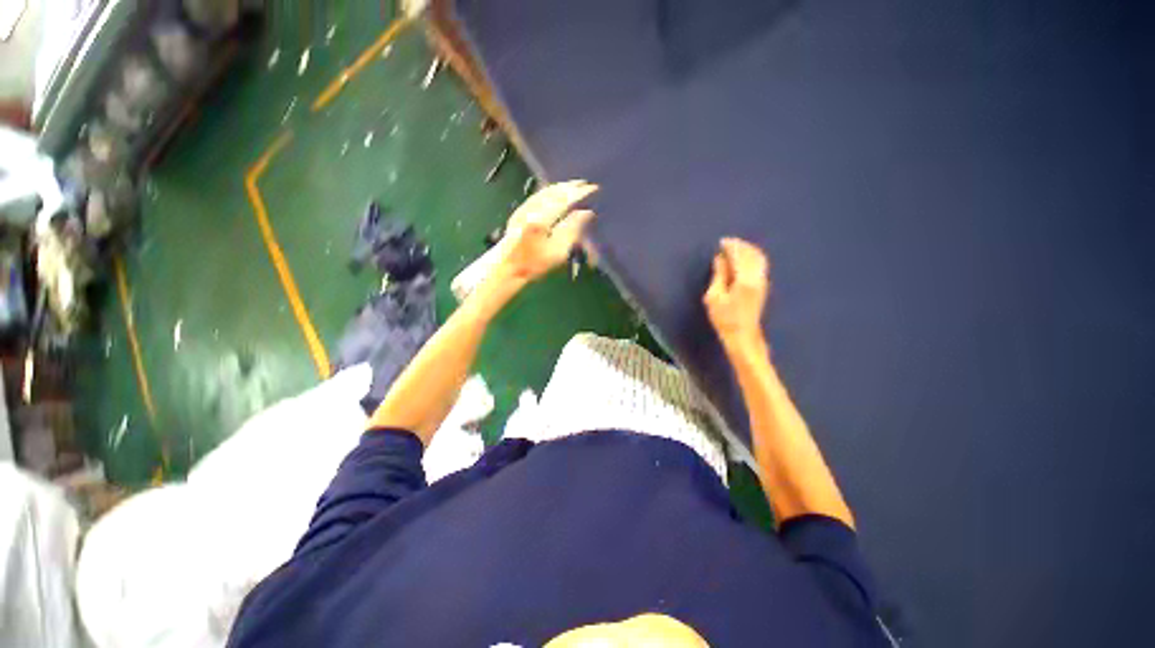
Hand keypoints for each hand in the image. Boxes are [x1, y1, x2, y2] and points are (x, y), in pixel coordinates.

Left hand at [492, 180, 597, 289]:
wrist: (507, 267)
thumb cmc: (535, 264)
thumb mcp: (559, 252)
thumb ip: (573, 230)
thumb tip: (587, 213)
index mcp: (542, 218)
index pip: (565, 199)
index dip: (580, 193)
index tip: (594, 188)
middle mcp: (532, 209)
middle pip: (554, 192)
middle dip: (571, 187)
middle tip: (585, 184)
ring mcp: (524, 209)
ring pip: (545, 191)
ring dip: (560, 187)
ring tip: (573, 186)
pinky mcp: (518, 212)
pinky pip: (537, 195)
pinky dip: (549, 191)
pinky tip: (554, 192)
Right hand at [704, 237, 769, 352]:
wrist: (742, 336)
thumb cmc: (725, 318)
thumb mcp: (715, 297)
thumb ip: (719, 275)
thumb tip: (719, 259)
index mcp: (745, 279)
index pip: (739, 256)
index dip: (731, 246)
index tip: (721, 242)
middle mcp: (757, 278)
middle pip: (752, 254)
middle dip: (741, 245)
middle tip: (728, 242)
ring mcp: (762, 282)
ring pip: (759, 259)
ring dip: (748, 250)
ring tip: (735, 248)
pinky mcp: (763, 287)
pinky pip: (760, 265)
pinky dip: (752, 257)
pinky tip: (744, 259)